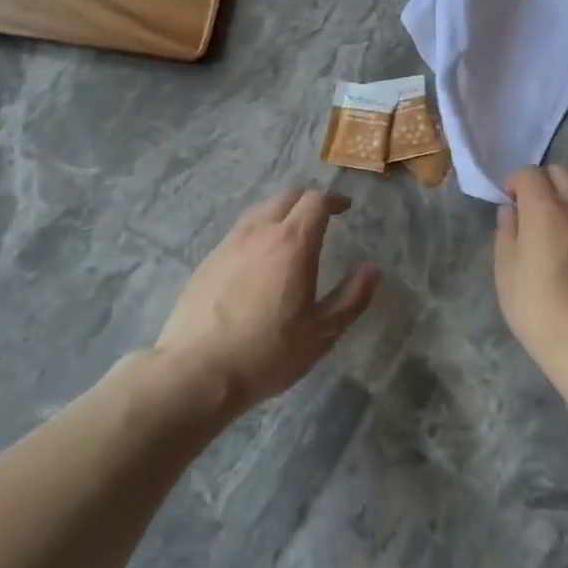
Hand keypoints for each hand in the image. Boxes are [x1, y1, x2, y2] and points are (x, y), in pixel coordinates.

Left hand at [156, 187, 379, 413]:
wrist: (196, 371)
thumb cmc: (268, 352)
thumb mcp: (322, 333)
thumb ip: (352, 298)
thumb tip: (371, 269)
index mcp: (293, 242)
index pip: (316, 200)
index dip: (333, 199)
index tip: (345, 208)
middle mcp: (260, 231)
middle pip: (287, 196)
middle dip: (309, 199)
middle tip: (322, 216)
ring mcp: (229, 243)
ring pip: (261, 210)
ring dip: (281, 212)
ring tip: (291, 234)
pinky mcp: (208, 259)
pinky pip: (240, 231)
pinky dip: (258, 231)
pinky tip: (258, 258)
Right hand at [494, 167, 567, 393]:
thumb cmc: (537, 307)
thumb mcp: (505, 270)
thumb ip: (507, 232)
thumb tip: (512, 212)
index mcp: (545, 209)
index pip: (530, 173)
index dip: (515, 183)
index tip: (509, 204)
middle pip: (562, 172)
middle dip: (543, 181)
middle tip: (532, 207)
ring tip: (559, 218)